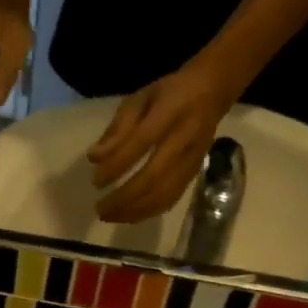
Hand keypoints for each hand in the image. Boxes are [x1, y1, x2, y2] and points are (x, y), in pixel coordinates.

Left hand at [88, 60, 236, 223]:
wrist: (212, 91)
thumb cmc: (169, 93)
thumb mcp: (140, 98)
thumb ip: (118, 128)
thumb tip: (95, 158)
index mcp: (169, 112)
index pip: (140, 144)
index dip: (117, 166)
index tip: (96, 182)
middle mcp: (183, 139)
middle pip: (152, 178)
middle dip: (123, 198)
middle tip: (99, 209)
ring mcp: (192, 160)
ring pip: (163, 194)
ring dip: (134, 211)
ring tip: (110, 216)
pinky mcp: (195, 173)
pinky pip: (171, 198)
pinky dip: (149, 211)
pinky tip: (130, 215)